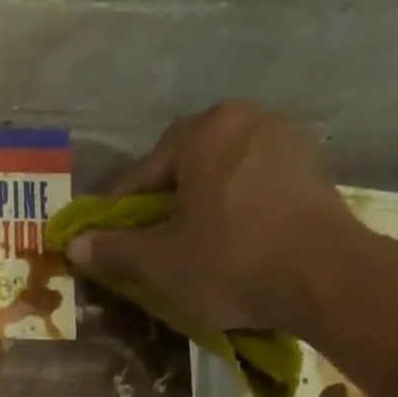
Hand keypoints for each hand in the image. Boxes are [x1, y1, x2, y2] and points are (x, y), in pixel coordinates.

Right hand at [67, 101, 371, 335]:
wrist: (323, 277)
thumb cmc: (229, 261)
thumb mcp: (159, 261)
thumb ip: (113, 249)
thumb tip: (74, 244)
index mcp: (205, 131)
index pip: (141, 173)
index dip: (115, 213)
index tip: (102, 242)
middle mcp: (246, 119)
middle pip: (183, 166)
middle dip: (159, 204)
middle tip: (146, 245)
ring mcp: (286, 139)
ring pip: (219, 174)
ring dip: (196, 205)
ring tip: (186, 246)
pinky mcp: (311, 169)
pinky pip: (252, 184)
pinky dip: (232, 208)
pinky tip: (227, 241)